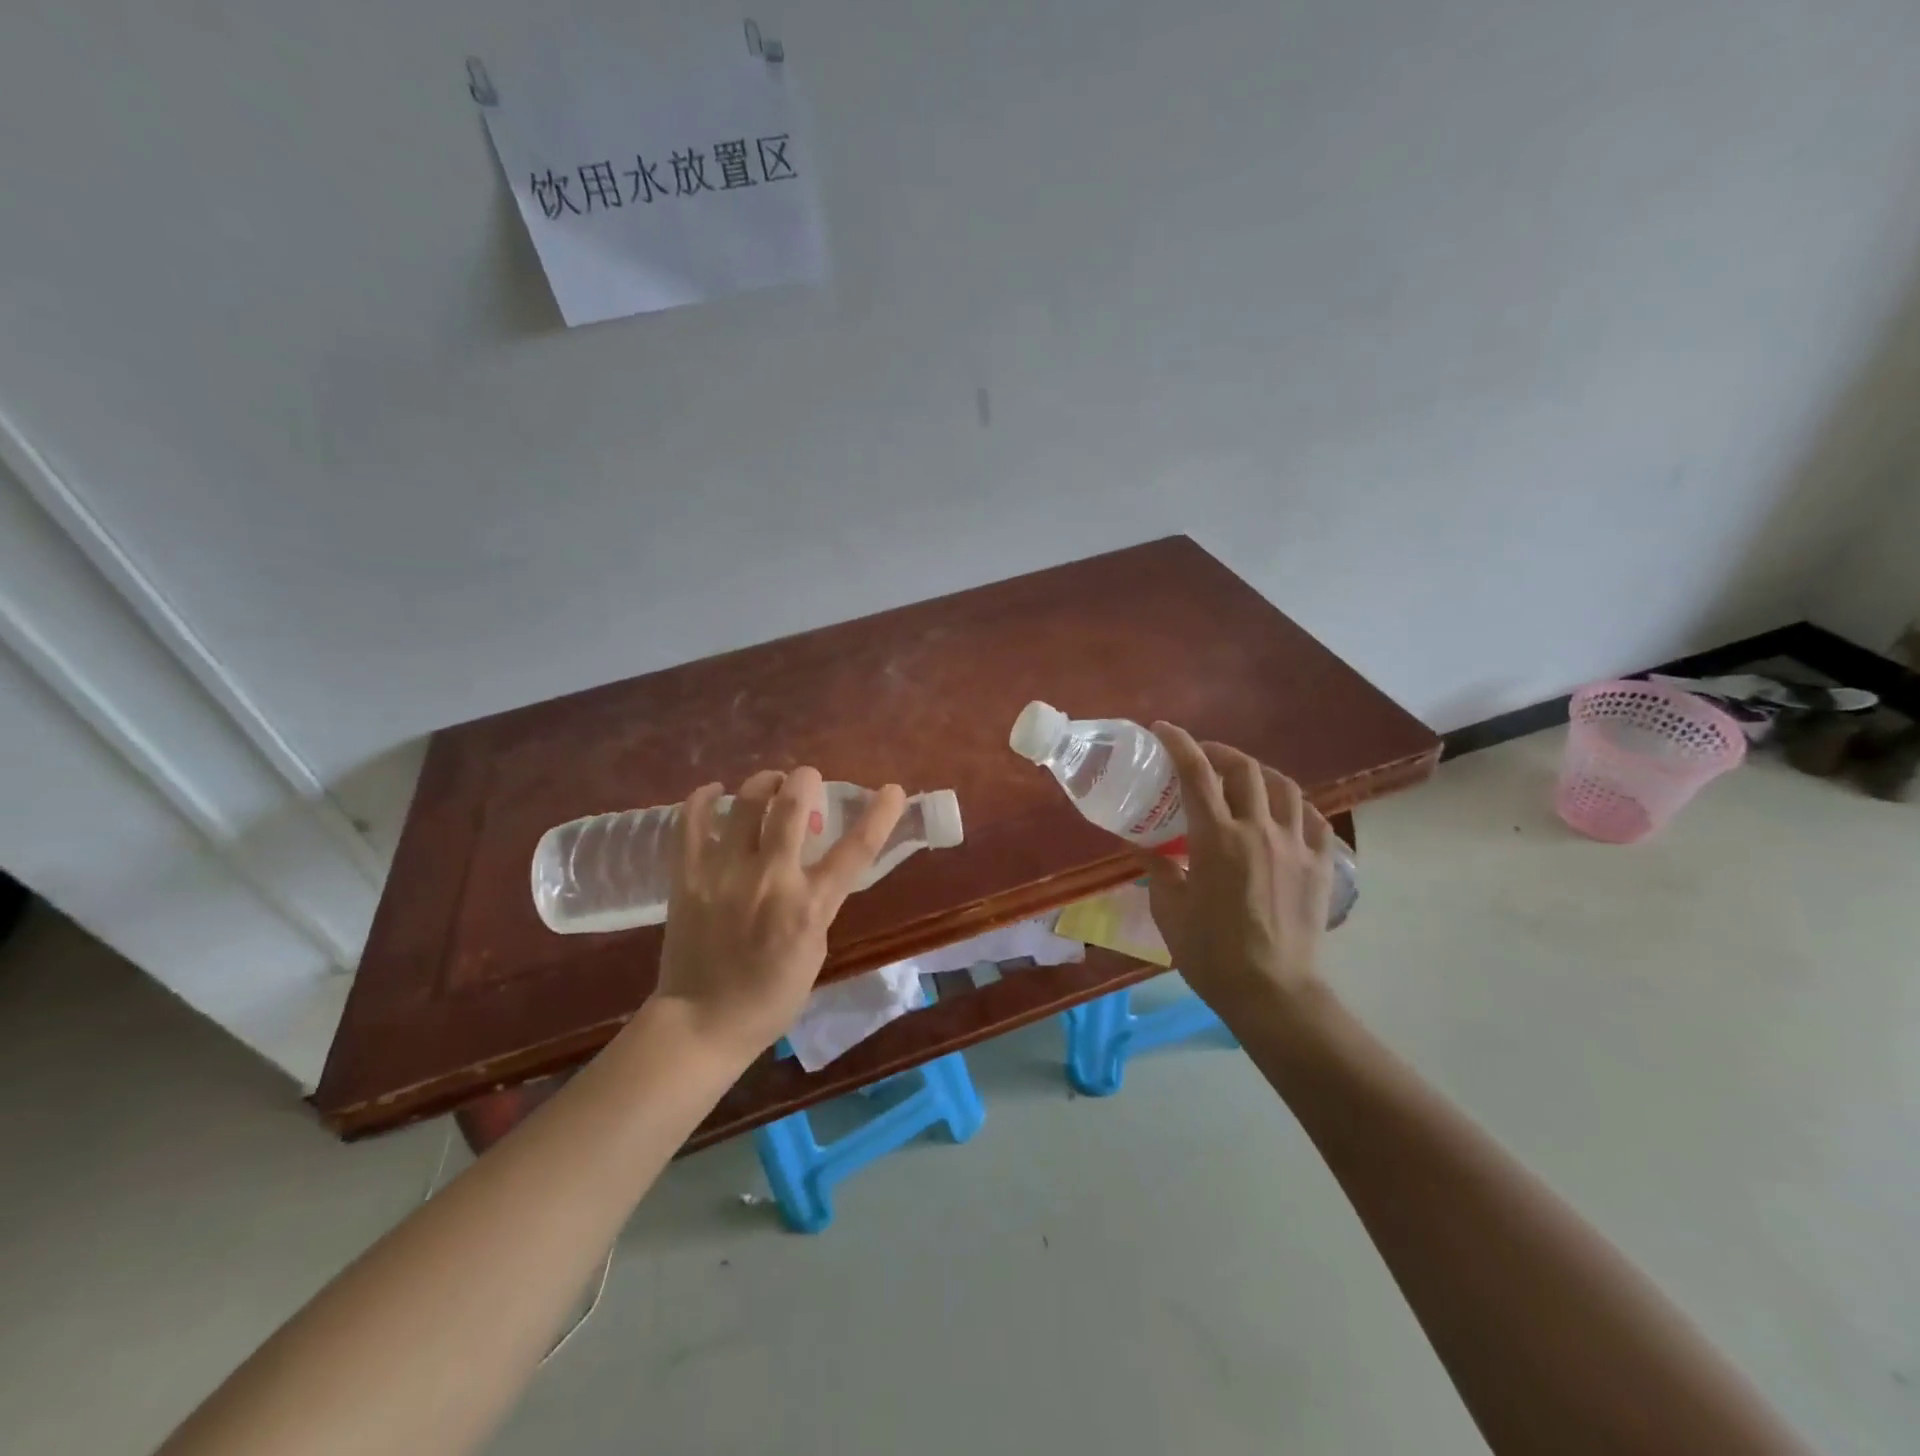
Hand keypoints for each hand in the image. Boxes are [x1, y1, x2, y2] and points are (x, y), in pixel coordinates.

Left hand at [654, 767, 906, 1063]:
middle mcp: (770, 879)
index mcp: (810, 906)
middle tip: (807, 778)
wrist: (702, 1021)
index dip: (880, 815)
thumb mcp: (815, 949)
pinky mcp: (686, 875)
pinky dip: (704, 798)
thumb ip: (818, 901)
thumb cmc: (771, 995)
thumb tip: (812, 863)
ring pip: (744, 802)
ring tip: (768, 784)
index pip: (856, 849)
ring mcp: (723, 873)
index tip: (892, 790)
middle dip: (805, 779)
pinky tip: (715, 792)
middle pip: (791, 805)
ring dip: (763, 782)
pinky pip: (691, 821)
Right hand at [1138, 723, 1335, 1024]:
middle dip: (1219, 752)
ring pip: (1285, 787)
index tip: (1164, 729)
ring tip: (1244, 780)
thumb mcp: (1169, 910)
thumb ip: (1158, 868)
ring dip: (1260, 774)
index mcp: (1217, 838)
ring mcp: (1296, 845)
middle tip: (1202, 757)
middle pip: (1244, 769)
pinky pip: (1314, 820)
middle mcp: (1259, 830)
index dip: (1178, 743)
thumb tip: (1143, 846)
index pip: (1196, 773)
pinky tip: (1285, 815)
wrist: (1272, 991)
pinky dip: (1296, 807)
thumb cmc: (1211, 953)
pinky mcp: (1321, 865)